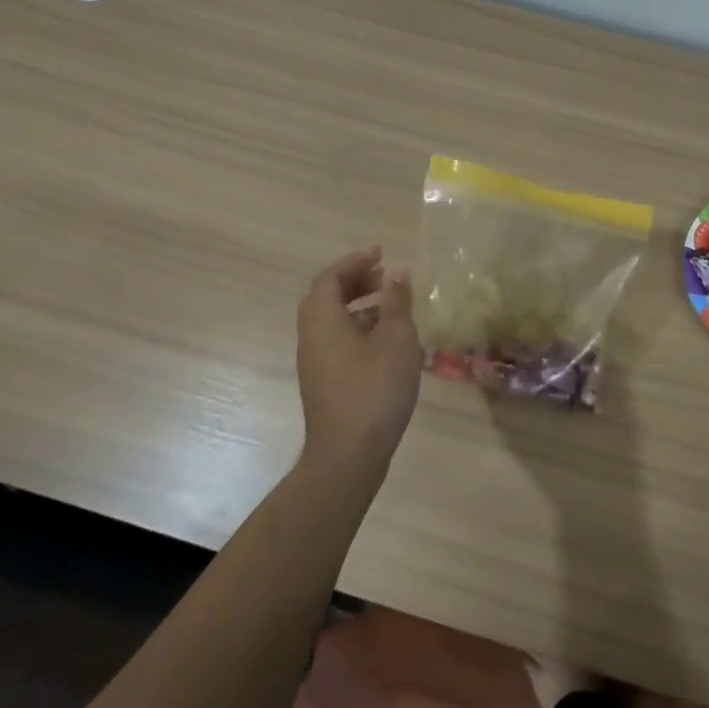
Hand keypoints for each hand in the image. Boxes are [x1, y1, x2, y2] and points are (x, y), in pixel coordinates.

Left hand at [296, 246, 421, 465]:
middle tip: (386, 276)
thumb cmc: (374, 388)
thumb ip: (396, 302)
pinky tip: (388, 342)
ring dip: (359, 306)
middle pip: (327, 297)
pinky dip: (360, 329)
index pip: (330, 278)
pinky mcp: (326, 383)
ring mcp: (316, 363)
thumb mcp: (396, 338)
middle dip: (356, 281)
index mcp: (322, 320)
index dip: (355, 262)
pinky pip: (339, 341)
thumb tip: (397, 273)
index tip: (381, 253)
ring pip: (333, 322)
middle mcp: (311, 337)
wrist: (349, 454)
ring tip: (393, 306)